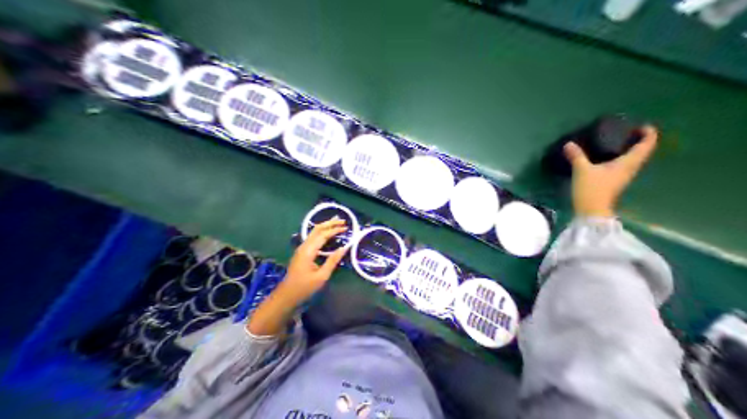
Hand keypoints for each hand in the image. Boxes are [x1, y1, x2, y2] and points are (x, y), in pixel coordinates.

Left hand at [248, 220, 349, 337]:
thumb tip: (344, 248)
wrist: (287, 296)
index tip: (346, 228)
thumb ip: (332, 261)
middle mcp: (304, 247)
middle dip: (329, 223)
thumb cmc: (304, 288)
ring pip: (314, 233)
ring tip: (336, 225)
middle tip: (342, 221)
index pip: (323, 235)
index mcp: (308, 251)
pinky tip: (328, 236)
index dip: (334, 230)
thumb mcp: (321, 276)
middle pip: (316, 229)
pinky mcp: (302, 253)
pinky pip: (313, 239)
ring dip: (325, 227)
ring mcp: (301, 249)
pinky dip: (322, 234)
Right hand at [568, 124, 658, 216]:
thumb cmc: (592, 190)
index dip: (648, 134)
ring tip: (618, 142)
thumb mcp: (582, 170)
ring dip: (630, 150)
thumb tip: (569, 144)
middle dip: (639, 140)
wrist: (592, 213)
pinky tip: (608, 157)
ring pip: (633, 159)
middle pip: (642, 152)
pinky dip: (621, 158)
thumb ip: (576, 156)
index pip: (646, 146)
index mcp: (627, 163)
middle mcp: (630, 169)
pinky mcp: (615, 183)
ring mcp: (623, 177)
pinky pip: (624, 166)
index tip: (642, 126)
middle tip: (628, 131)